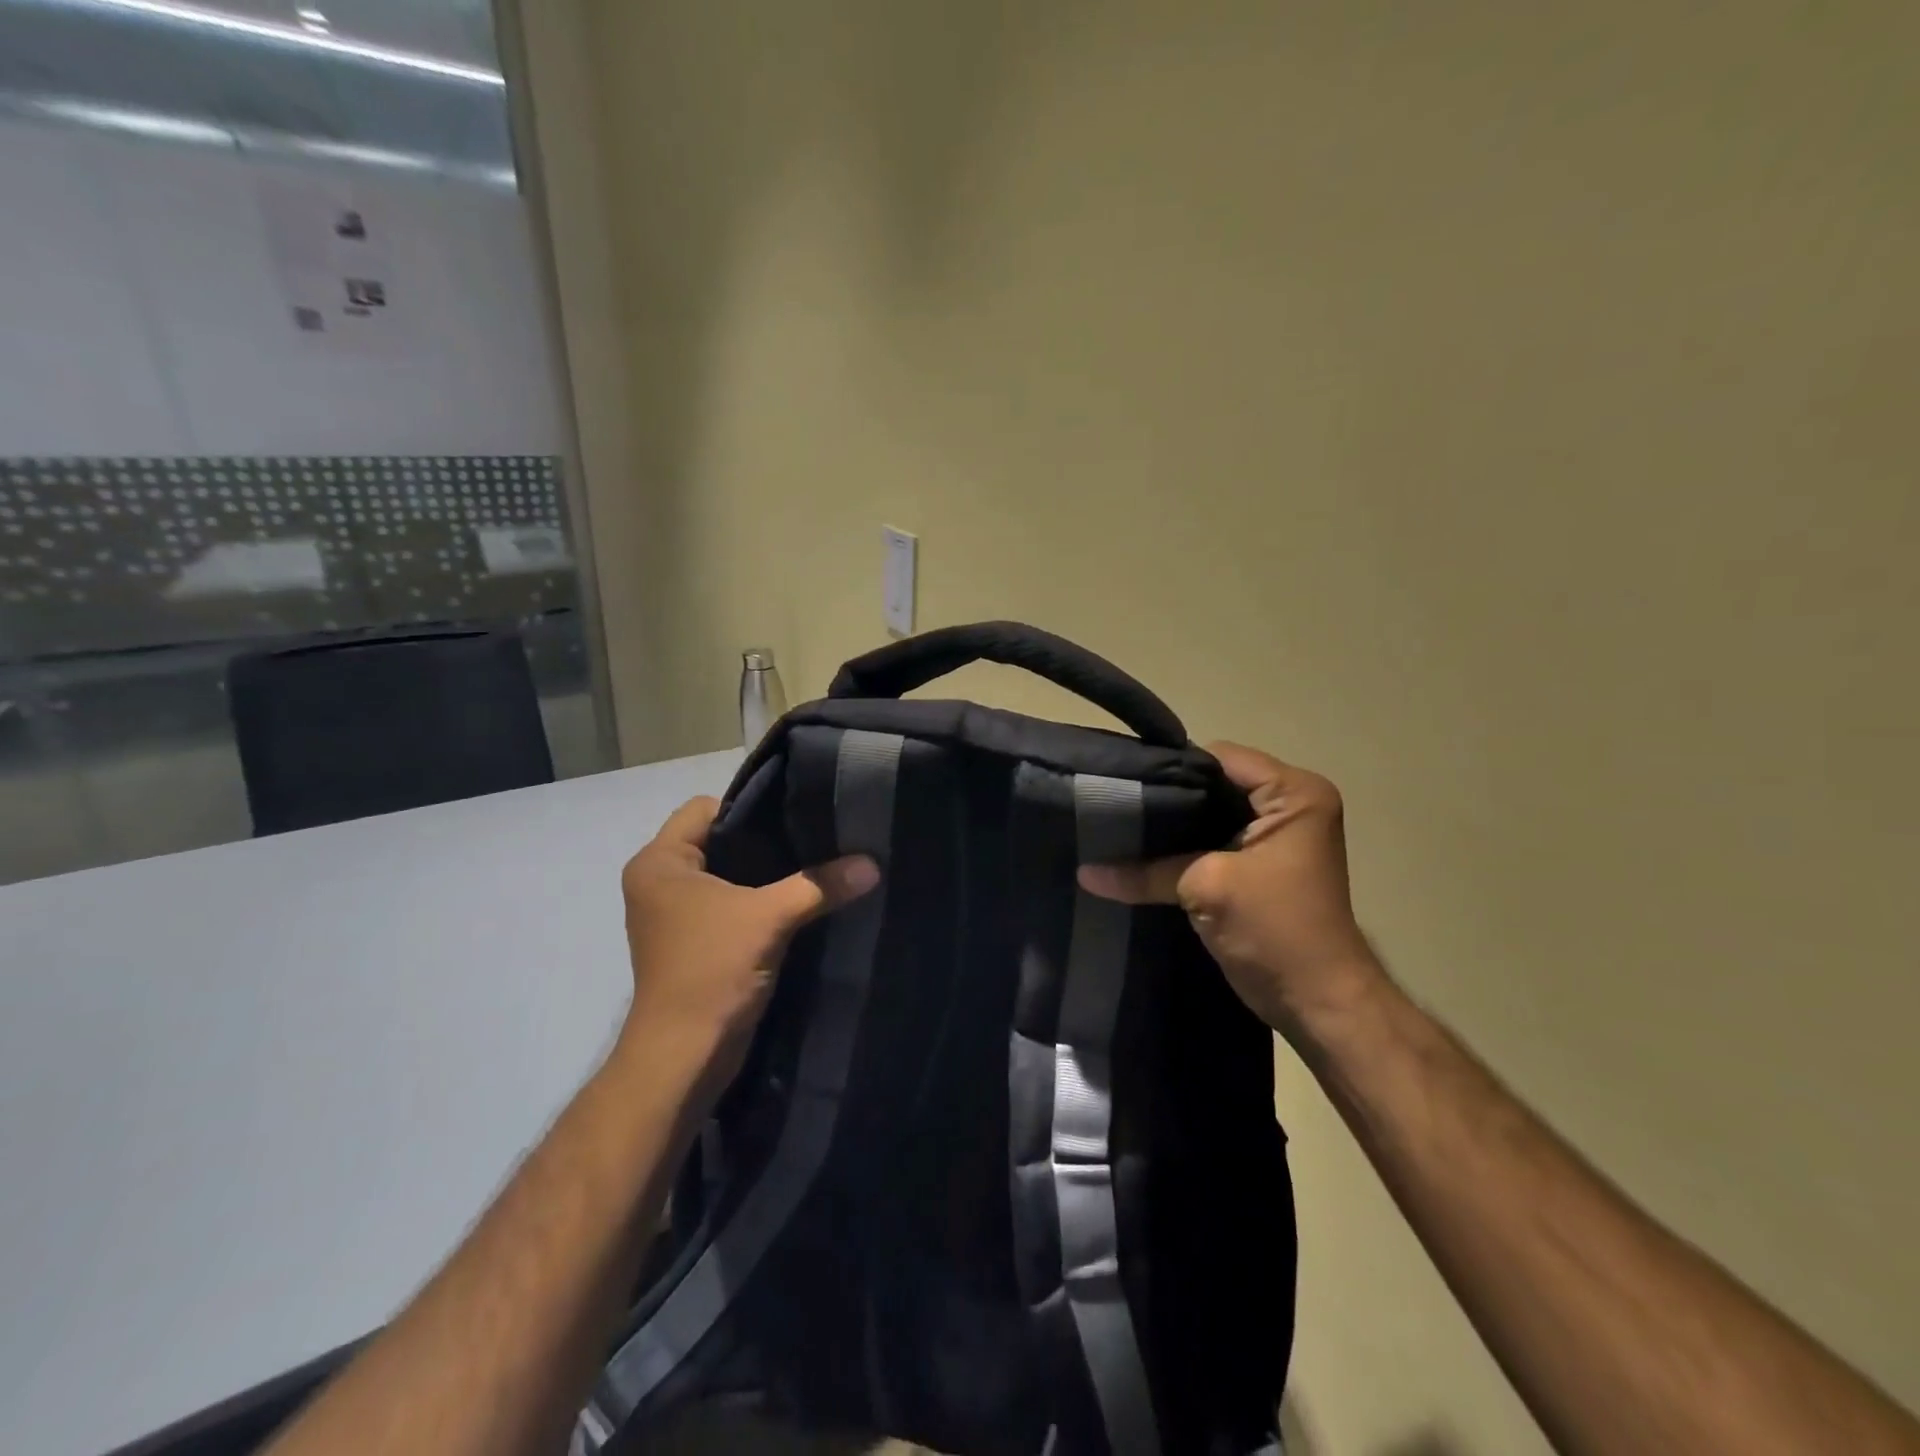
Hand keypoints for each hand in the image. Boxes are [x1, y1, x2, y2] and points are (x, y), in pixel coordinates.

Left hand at [618, 797, 878, 1094]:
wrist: (684, 1058)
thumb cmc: (711, 971)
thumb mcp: (770, 919)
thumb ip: (820, 885)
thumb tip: (873, 864)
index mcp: (659, 863)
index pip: (705, 808)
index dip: (750, 809)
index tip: (795, 820)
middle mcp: (660, 882)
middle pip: (719, 840)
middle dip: (765, 842)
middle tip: (814, 841)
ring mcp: (674, 915)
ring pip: (728, 875)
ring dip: (765, 876)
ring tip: (813, 869)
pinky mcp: (692, 942)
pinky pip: (729, 904)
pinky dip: (758, 903)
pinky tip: (798, 904)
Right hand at [1078, 742, 1380, 1036]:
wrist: (1317, 1003)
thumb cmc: (1276, 929)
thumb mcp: (1206, 888)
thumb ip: (1146, 871)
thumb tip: (1084, 872)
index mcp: (1294, 793)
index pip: (1220, 758)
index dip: (1172, 768)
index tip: (1123, 782)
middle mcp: (1289, 805)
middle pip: (1213, 784)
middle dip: (1166, 797)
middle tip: (1113, 805)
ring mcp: (1274, 837)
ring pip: (1208, 814)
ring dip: (1171, 826)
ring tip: (1118, 827)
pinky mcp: (1258, 866)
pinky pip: (1211, 842)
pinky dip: (1181, 848)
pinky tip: (1140, 854)